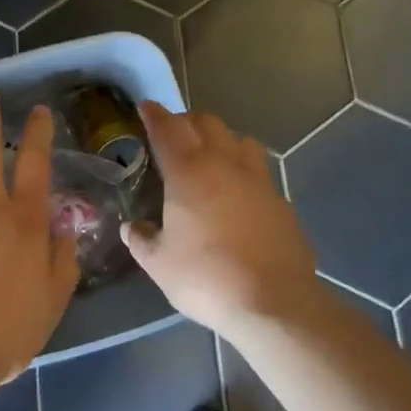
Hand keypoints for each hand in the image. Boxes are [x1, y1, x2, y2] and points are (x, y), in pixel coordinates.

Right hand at [122, 102, 320, 340]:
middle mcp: (222, 163)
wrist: (274, 302)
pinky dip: (243, 166)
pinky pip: (258, 167)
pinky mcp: (279, 197)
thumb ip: (142, 240)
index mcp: (187, 171)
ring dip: (219, 137)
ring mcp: (256, 178)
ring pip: (237, 138)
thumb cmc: (207, 278)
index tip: (145, 107)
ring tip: (209, 155)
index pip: (166, 128)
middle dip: (185, 121)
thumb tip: (131, 228)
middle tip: (172, 133)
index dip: (153, 114)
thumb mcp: (160, 265)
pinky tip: (238, 190)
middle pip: (204, 122)